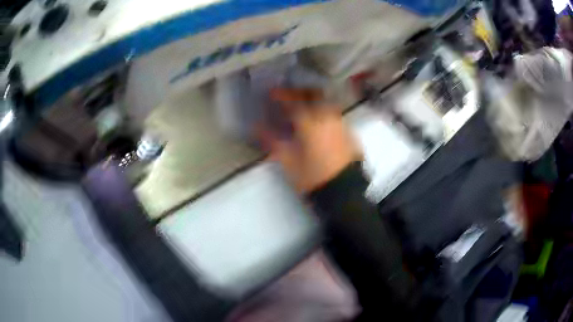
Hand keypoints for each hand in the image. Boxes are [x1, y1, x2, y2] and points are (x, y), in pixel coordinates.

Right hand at [260, 88, 361, 192]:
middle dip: (299, 92)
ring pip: (325, 103)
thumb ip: (272, 141)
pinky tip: (318, 122)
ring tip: (302, 108)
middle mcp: (328, 118)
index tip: (272, 93)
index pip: (294, 101)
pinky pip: (334, 114)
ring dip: (312, 101)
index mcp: (310, 123)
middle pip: (313, 95)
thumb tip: (258, 128)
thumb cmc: (312, 177)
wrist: (344, 191)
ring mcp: (341, 124)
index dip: (281, 95)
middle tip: (289, 96)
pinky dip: (323, 112)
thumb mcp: (288, 161)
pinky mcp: (349, 133)